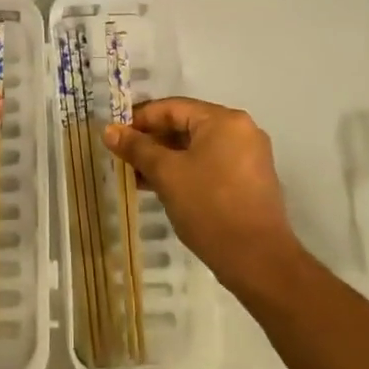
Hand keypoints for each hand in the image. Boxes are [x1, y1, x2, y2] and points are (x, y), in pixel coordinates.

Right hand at [103, 97, 298, 297]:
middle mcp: (240, 131)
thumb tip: (110, 130)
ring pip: (197, 148)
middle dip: (152, 141)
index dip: (139, 119)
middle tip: (123, 158)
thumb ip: (137, 148)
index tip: (115, 136)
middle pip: (185, 125)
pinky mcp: (250, 181)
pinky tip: (162, 188)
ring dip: (166, 158)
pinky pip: (210, 165)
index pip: (172, 108)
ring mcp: (248, 157)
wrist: (258, 261)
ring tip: (136, 176)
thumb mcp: (166, 174)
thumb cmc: (209, 207)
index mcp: (223, 120)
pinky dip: (185, 171)